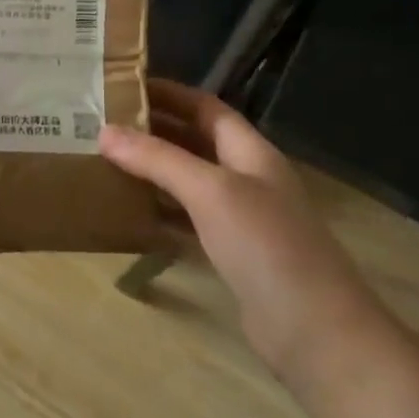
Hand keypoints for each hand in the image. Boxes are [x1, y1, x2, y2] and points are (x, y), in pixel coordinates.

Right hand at [98, 80, 392, 387]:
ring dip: (153, 171)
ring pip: (189, 181)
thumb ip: (158, 159)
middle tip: (103, 124)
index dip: (169, 94)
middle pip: (196, 142)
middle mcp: (247, 178)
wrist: (315, 331)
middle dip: (154, 130)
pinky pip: (188, 220)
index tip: (123, 86)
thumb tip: (105, 132)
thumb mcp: (210, 191)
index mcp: (251, 152)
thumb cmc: (266, 245)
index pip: (206, 108)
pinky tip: (129, 213)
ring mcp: (241, 218)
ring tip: (106, 162)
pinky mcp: (232, 253)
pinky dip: (160, 212)